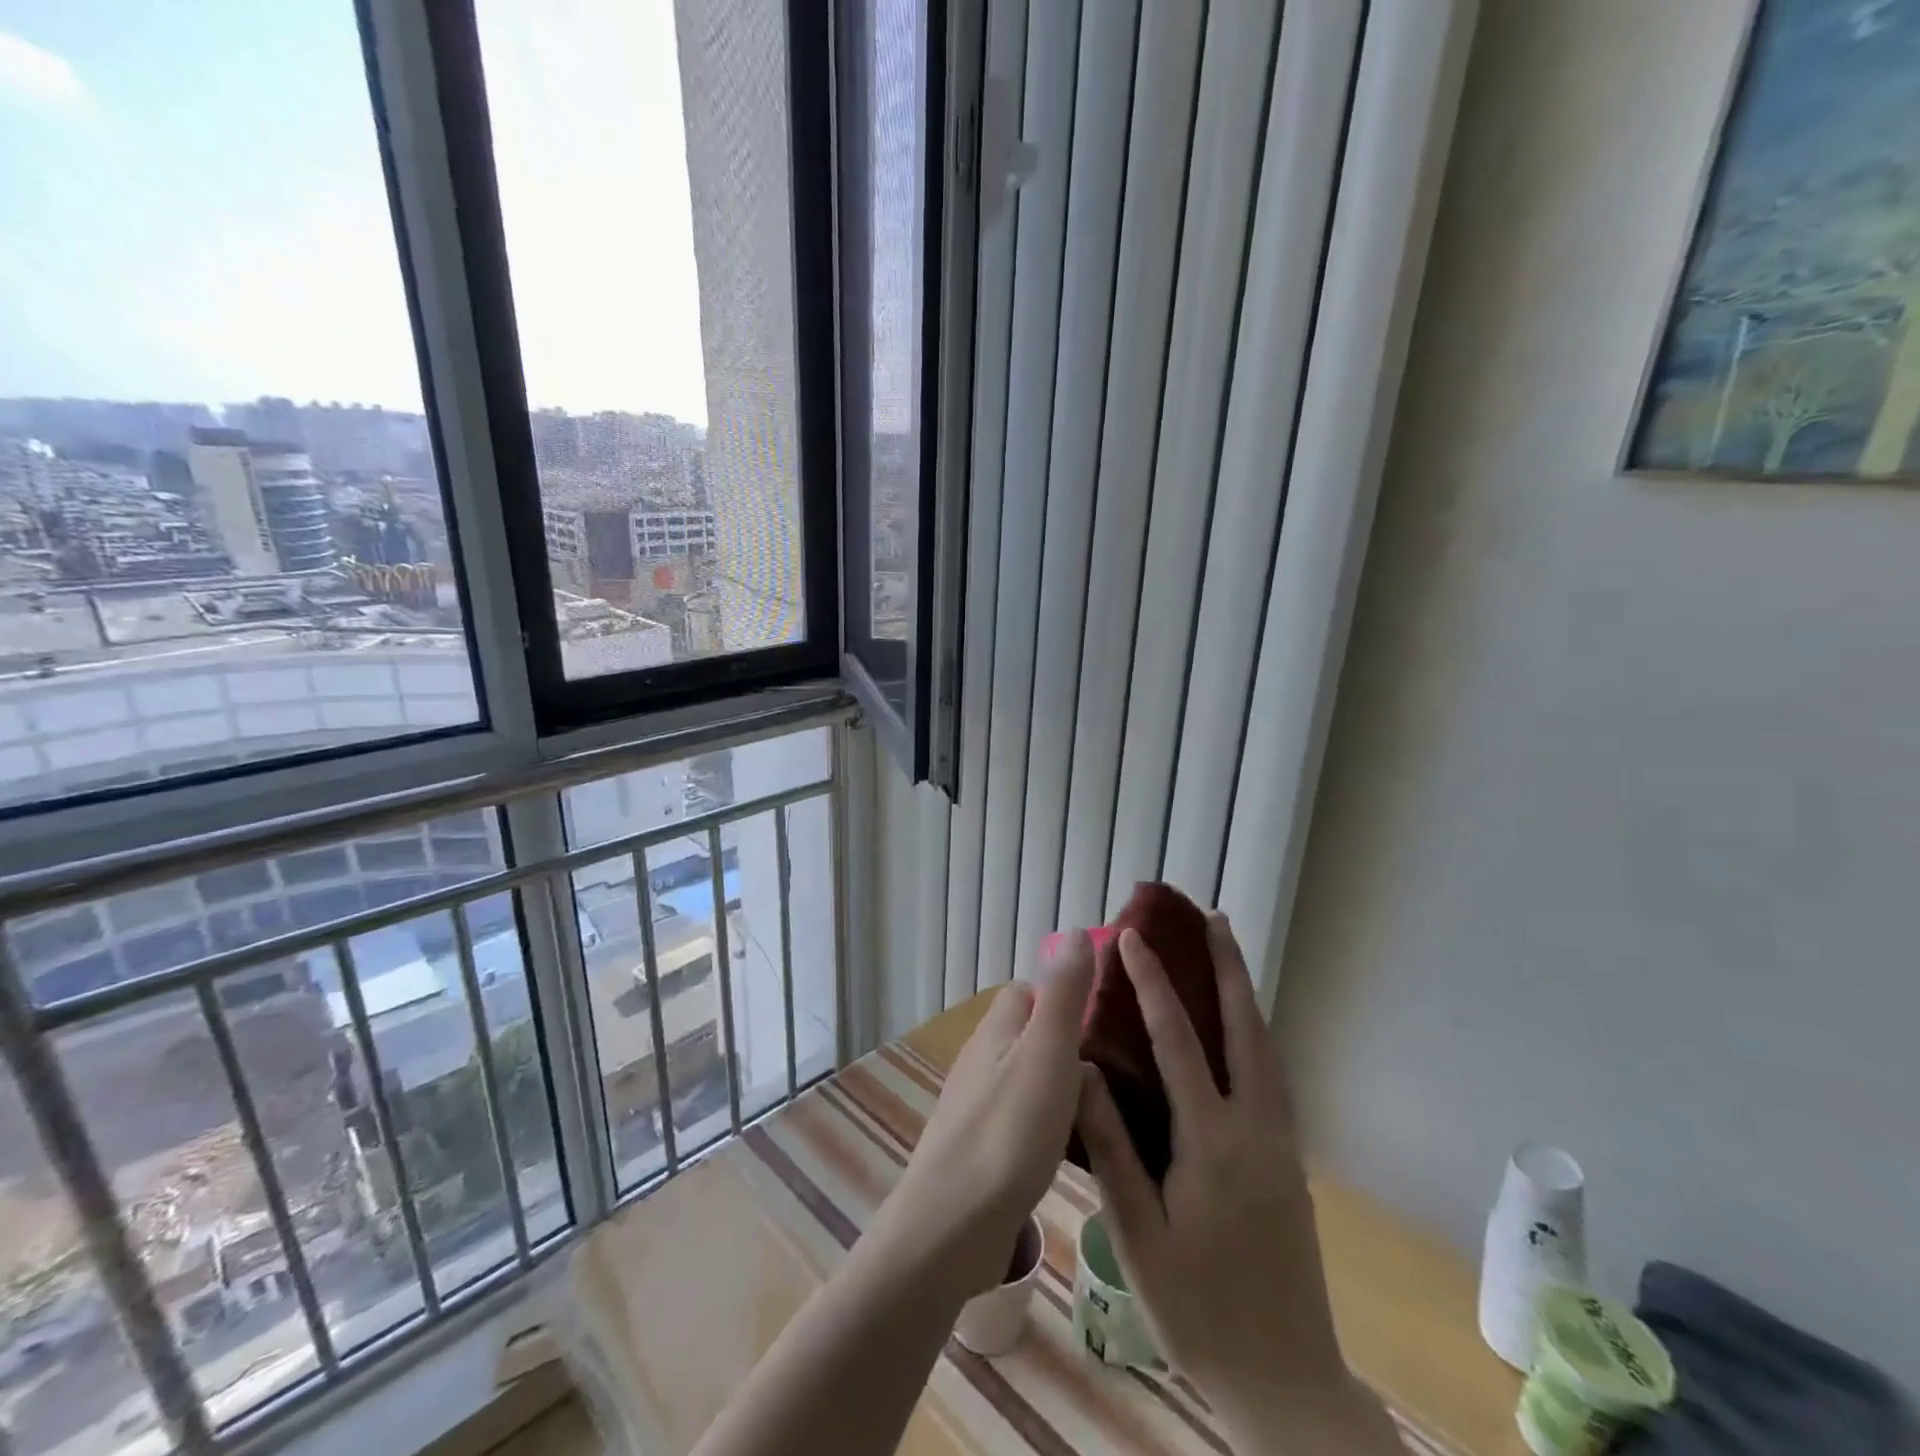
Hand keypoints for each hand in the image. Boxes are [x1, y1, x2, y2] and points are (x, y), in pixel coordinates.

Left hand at [874, 933, 1094, 1298]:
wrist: (951, 1228)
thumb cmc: (1007, 1132)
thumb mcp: (1047, 1053)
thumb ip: (1063, 995)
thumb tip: (1073, 932)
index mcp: (995, 1033)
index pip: (1025, 994)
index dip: (1060, 996)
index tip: (1101, 1018)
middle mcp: (980, 1063)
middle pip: (1025, 1037)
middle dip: (1063, 1044)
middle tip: (1112, 1070)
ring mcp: (975, 1109)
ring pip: (1023, 1080)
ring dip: (1056, 1087)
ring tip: (1100, 1111)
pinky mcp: (978, 1152)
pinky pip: (1018, 1121)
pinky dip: (1044, 1125)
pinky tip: (1068, 1152)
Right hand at [1076, 916, 1390, 1452]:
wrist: (1286, 1381)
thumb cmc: (1198, 1309)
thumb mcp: (1138, 1234)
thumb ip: (1112, 1147)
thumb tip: (1082, 1071)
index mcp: (1212, 1141)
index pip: (1177, 1041)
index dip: (1152, 984)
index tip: (1131, 938)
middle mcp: (1255, 1127)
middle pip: (1245, 1028)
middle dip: (1227, 967)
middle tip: (1212, 917)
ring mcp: (1281, 1142)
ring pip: (1266, 1047)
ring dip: (1245, 994)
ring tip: (1228, 954)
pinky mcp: (1291, 1159)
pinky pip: (1272, 1074)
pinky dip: (1254, 1032)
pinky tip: (1239, 1030)